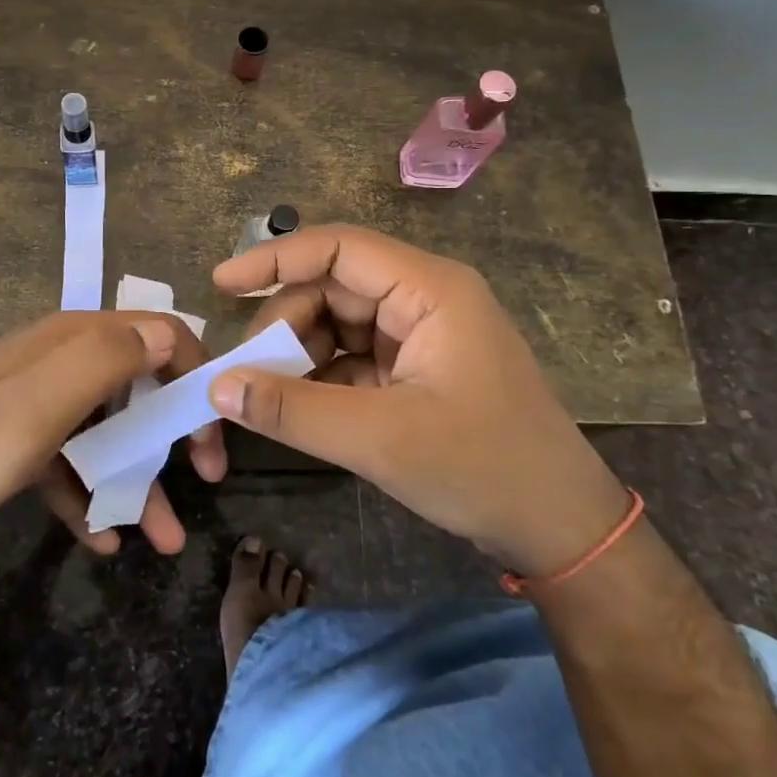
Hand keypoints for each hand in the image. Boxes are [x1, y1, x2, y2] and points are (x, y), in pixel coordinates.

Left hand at [0, 309, 212, 552]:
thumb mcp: (38, 405)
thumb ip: (104, 361)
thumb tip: (167, 334)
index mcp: (71, 340)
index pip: (158, 335)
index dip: (194, 376)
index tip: (212, 432)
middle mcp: (61, 360)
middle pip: (139, 385)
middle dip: (174, 433)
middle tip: (203, 482)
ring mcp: (39, 400)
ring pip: (108, 431)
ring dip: (138, 479)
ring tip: (162, 539)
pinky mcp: (20, 437)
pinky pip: (71, 460)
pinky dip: (91, 493)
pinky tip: (102, 540)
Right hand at [209, 225, 631, 575]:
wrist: (559, 528)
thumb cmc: (482, 468)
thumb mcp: (380, 440)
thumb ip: (293, 410)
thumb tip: (218, 387)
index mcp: (429, 289)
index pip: (339, 248)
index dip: (275, 258)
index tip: (221, 283)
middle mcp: (423, 298)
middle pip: (332, 288)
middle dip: (284, 326)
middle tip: (245, 374)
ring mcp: (420, 334)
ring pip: (336, 324)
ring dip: (298, 355)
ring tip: (269, 396)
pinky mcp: (415, 369)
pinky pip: (351, 357)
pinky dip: (319, 378)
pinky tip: (296, 409)